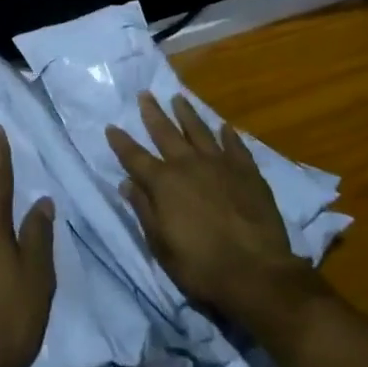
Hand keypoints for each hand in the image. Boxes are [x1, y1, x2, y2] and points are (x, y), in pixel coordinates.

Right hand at [107, 91, 316, 325]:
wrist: (256, 272)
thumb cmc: (201, 265)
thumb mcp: (161, 245)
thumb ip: (144, 210)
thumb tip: (127, 183)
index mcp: (163, 183)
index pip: (134, 157)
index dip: (121, 142)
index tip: (111, 127)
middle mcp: (188, 165)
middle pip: (166, 132)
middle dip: (153, 113)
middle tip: (145, 94)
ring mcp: (220, 164)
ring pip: (199, 130)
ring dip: (187, 114)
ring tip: (178, 98)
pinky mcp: (247, 172)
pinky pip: (235, 146)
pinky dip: (228, 135)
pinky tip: (225, 127)